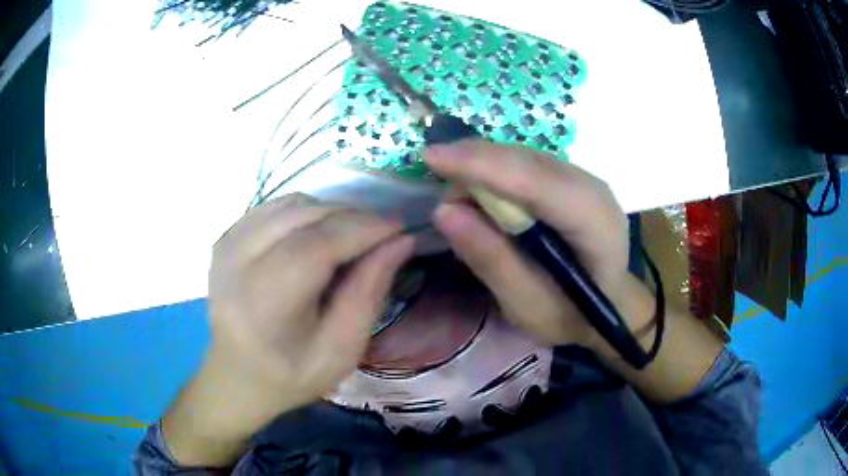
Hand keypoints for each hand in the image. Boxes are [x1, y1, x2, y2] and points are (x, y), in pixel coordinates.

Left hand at [208, 193, 414, 407]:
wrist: (236, 376)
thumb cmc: (291, 374)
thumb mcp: (342, 350)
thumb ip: (369, 293)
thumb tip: (400, 241)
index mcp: (264, 305)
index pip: (316, 246)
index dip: (361, 228)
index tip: (398, 226)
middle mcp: (236, 265)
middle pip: (302, 217)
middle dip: (350, 216)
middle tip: (382, 233)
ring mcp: (226, 247)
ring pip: (290, 205)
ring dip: (329, 213)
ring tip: (352, 236)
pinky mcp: (225, 238)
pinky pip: (274, 208)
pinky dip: (305, 213)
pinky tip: (318, 235)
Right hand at [424, 141, 631, 346]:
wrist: (608, 302)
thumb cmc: (572, 315)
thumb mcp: (527, 305)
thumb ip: (491, 259)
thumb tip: (443, 211)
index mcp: (594, 221)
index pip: (534, 181)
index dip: (482, 166)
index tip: (430, 158)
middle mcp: (591, 187)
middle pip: (525, 159)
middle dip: (473, 162)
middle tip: (433, 179)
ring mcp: (582, 177)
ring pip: (521, 155)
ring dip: (480, 167)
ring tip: (457, 199)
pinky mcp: (569, 177)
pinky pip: (524, 162)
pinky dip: (493, 172)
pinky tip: (479, 194)